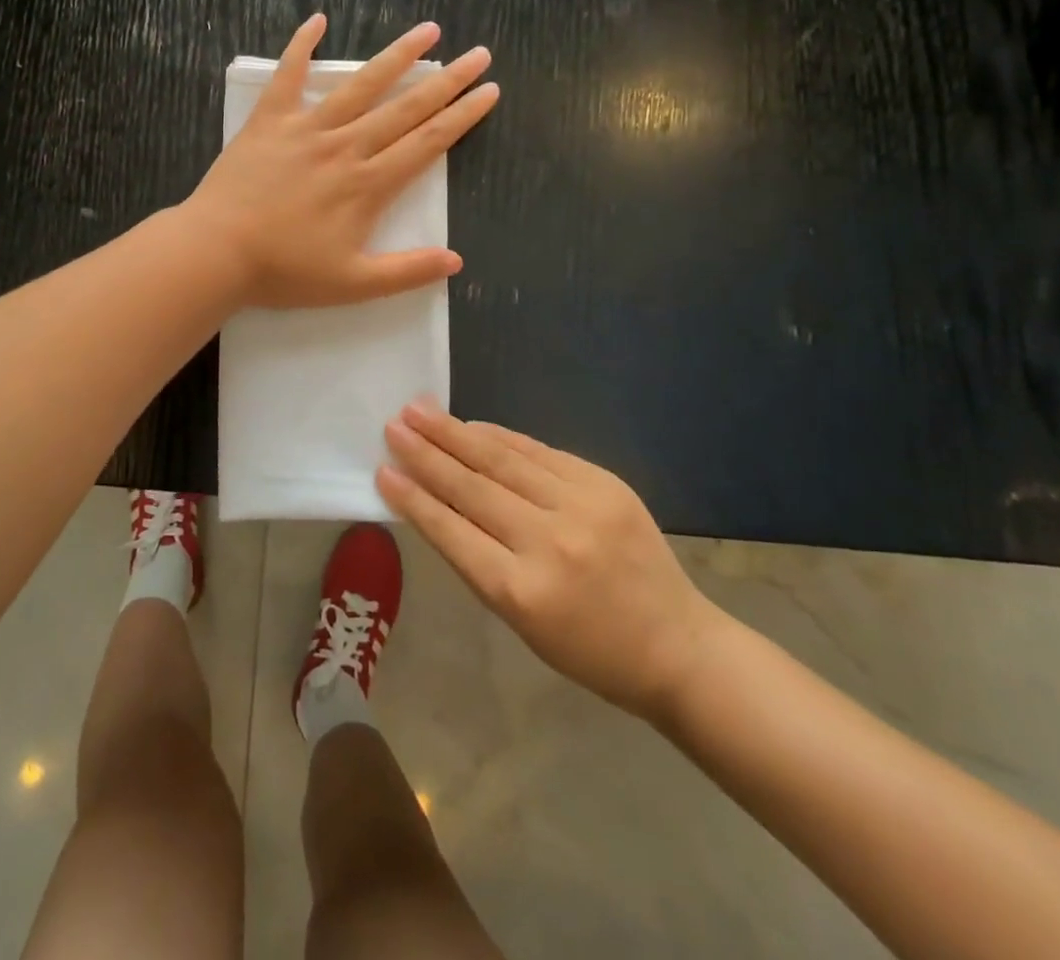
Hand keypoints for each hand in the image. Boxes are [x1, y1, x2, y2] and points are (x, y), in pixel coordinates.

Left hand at [184, 15, 497, 308]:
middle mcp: (345, 147)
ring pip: (360, 85)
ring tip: (428, 30)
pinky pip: (287, 76)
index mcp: (368, 184)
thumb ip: (406, 271)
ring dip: (397, 56)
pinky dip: (301, 46)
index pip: (428, 143)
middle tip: (479, 53)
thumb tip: (456, 261)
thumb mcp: (353, 285)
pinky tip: (317, 19)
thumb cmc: (284, 271)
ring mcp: (306, 129)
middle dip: (447, 81)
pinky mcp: (269, 122)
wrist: (216, 252)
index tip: (489, 90)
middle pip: (406, 108)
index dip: (462, 116)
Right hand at [377, 405, 726, 724]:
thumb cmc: (587, 648)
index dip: (413, 498)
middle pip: (473, 487)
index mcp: (521, 592)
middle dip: (426, 453)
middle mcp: (548, 543)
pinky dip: (501, 436)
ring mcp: (581, 506)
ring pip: (503, 459)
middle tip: (393, 425)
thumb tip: (437, 500)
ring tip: (420, 411)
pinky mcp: (605, 483)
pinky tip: (472, 425)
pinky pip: (539, 452)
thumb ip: (477, 558)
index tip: (382, 470)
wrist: (677, 645)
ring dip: (456, 433)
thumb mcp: (519, 619)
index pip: (451, 532)